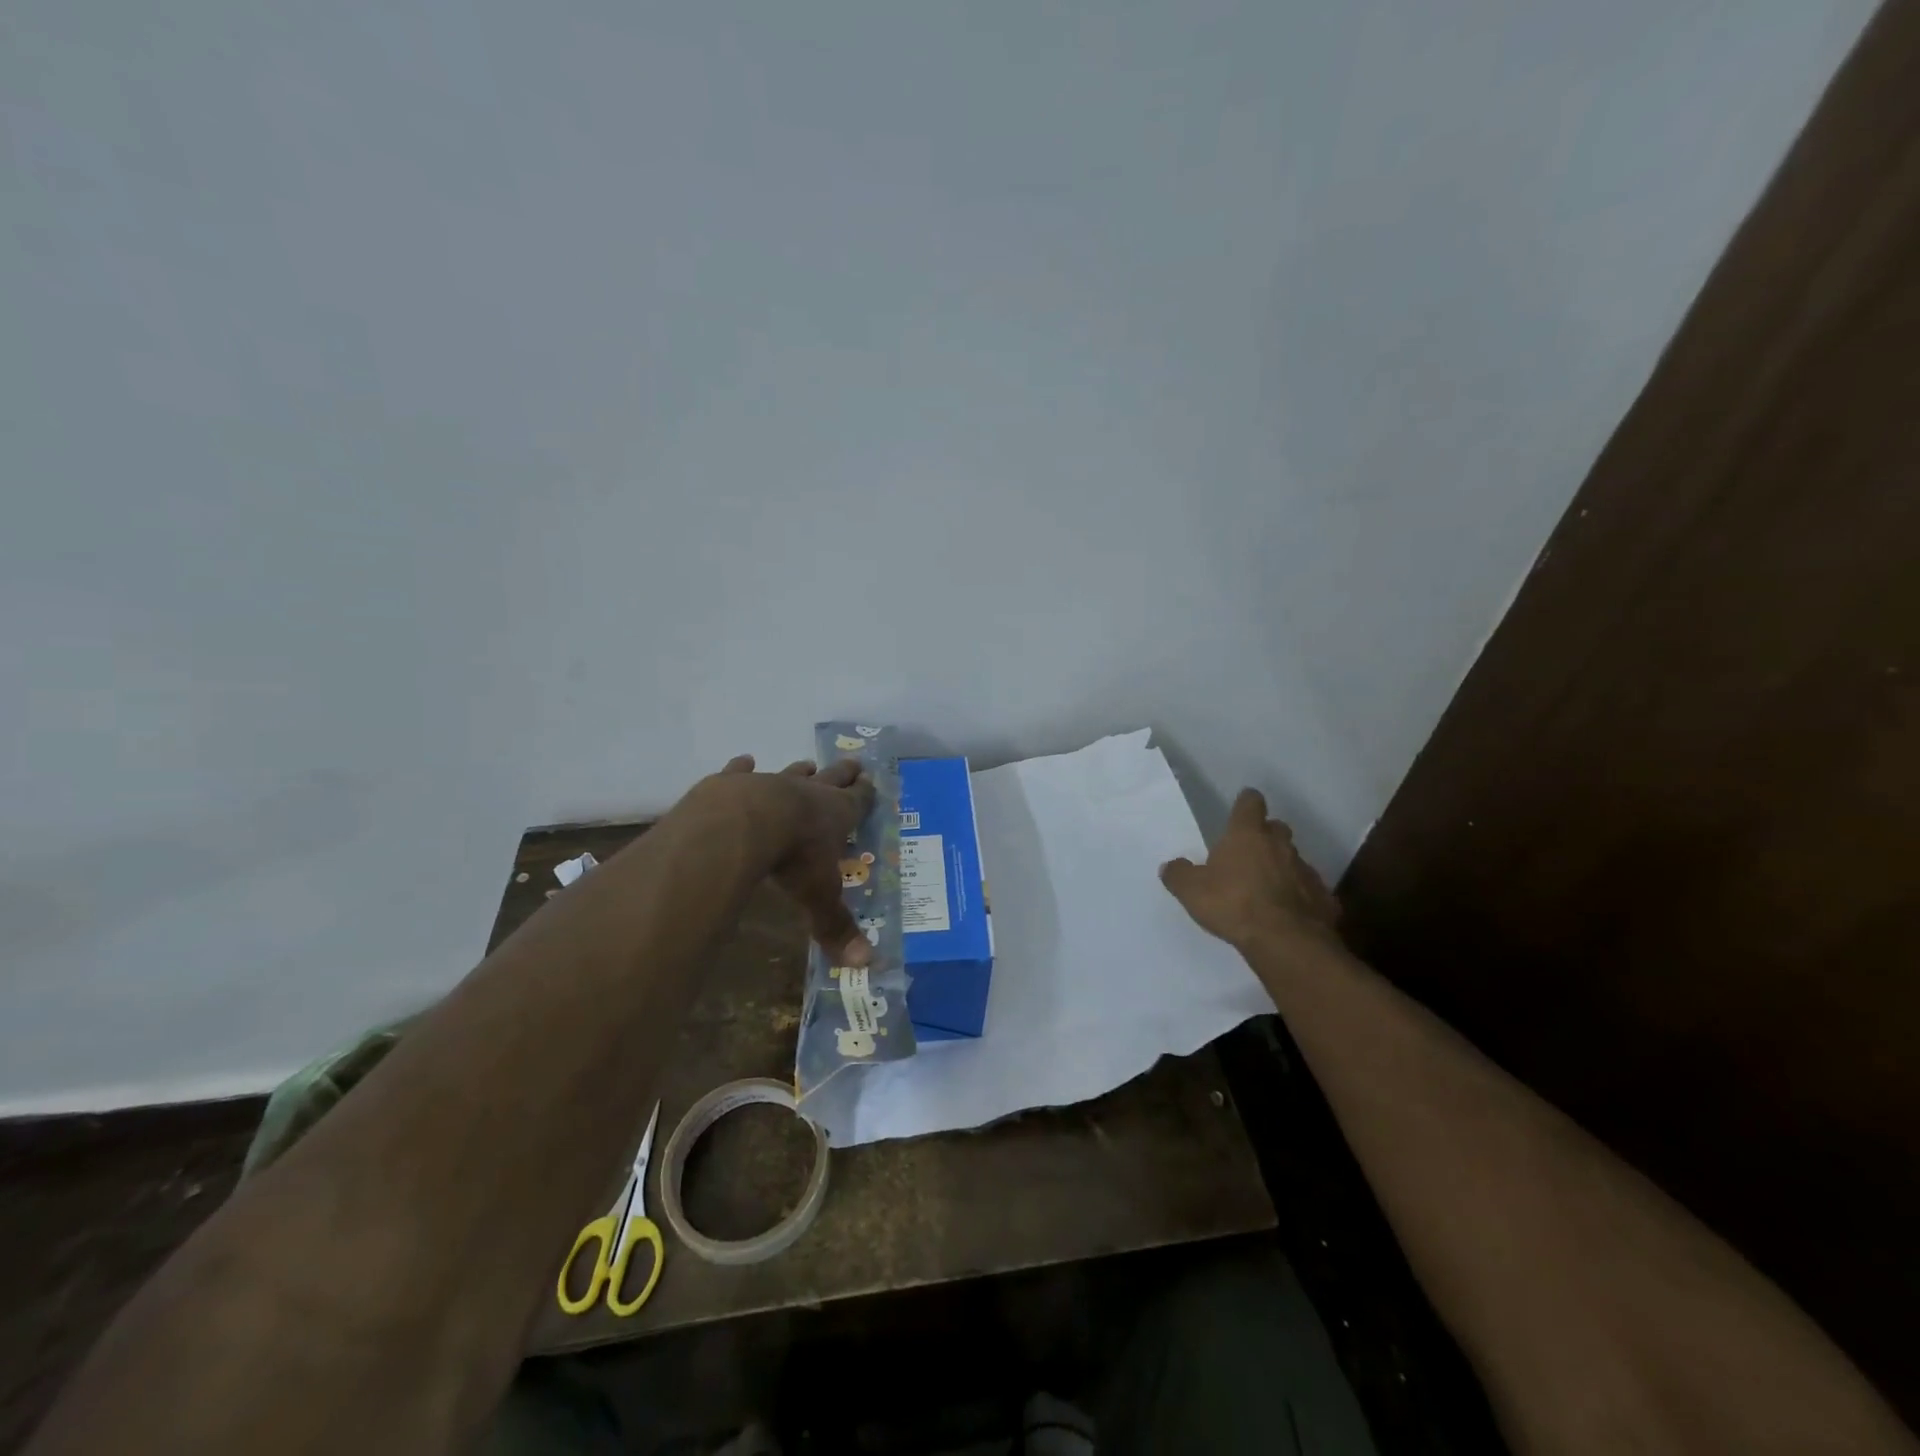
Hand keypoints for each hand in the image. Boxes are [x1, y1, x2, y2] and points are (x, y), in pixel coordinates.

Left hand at [711, 755, 876, 967]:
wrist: (743, 824)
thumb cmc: (794, 858)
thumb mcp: (819, 895)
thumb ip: (836, 926)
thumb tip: (865, 964)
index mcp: (837, 815)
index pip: (859, 800)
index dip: (866, 793)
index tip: (872, 781)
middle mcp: (809, 794)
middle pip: (832, 778)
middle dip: (844, 773)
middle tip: (853, 763)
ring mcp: (771, 784)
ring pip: (792, 774)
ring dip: (801, 771)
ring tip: (808, 764)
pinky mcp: (735, 783)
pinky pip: (741, 772)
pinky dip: (743, 767)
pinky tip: (744, 761)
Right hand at [1160, 789, 1341, 953]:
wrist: (1285, 941)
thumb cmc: (1233, 904)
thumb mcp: (1191, 891)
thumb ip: (1178, 875)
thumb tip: (1170, 866)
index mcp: (1247, 834)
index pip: (1250, 803)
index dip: (1246, 804)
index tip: (1240, 808)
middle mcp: (1280, 845)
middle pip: (1276, 828)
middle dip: (1265, 836)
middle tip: (1249, 852)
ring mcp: (1306, 871)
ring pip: (1294, 860)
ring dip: (1282, 868)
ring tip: (1266, 888)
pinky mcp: (1323, 898)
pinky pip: (1309, 891)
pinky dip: (1299, 897)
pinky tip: (1288, 913)